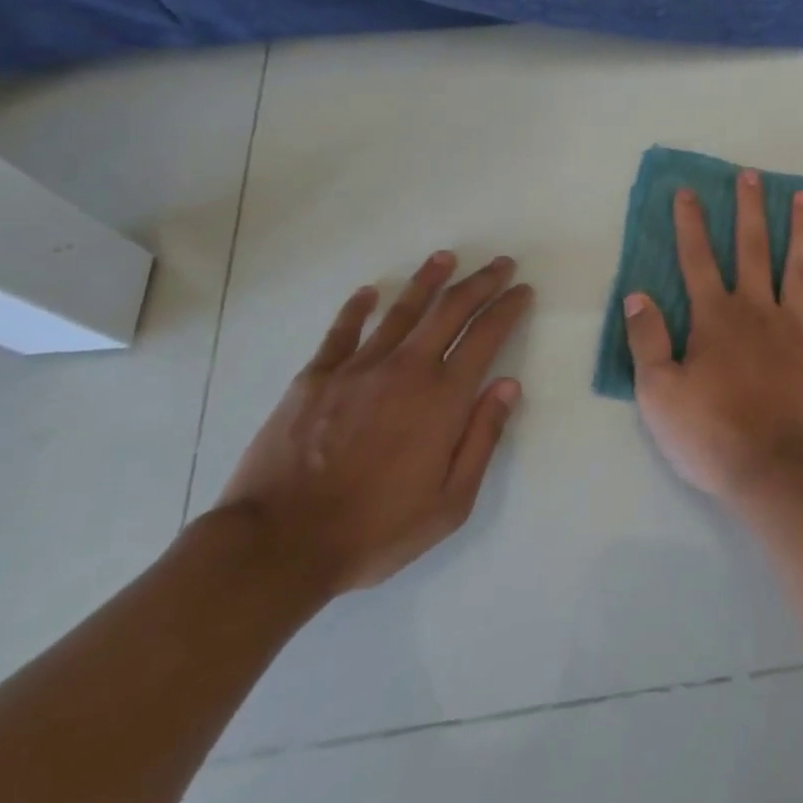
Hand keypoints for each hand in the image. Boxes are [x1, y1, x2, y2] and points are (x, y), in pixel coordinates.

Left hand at [217, 253, 532, 594]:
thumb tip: (508, 386)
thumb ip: (483, 439)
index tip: (522, 290)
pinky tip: (369, 292)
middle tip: (500, 263)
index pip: (485, 336)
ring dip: (428, 280)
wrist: (279, 544)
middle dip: (480, 282)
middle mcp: (405, 369)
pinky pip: (342, 331)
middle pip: (450, 310)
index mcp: (442, 398)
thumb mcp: (450, 503)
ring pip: (401, 310)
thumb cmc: (375, 529)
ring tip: (446, 258)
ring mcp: (357, 368)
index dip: (508, 308)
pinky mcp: (315, 377)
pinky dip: (358, 308)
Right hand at [625, 169, 802, 506]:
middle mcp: (758, 308)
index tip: (688, 192)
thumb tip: (637, 294)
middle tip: (751, 175)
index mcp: (716, 318)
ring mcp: (799, 324)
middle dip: (750, 209)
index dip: (690, 224)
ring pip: (800, 264)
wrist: (779, 471)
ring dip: (802, 227)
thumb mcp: (658, 394)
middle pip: (753, 248)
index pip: (698, 259)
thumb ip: (647, 340)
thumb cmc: (713, 435)